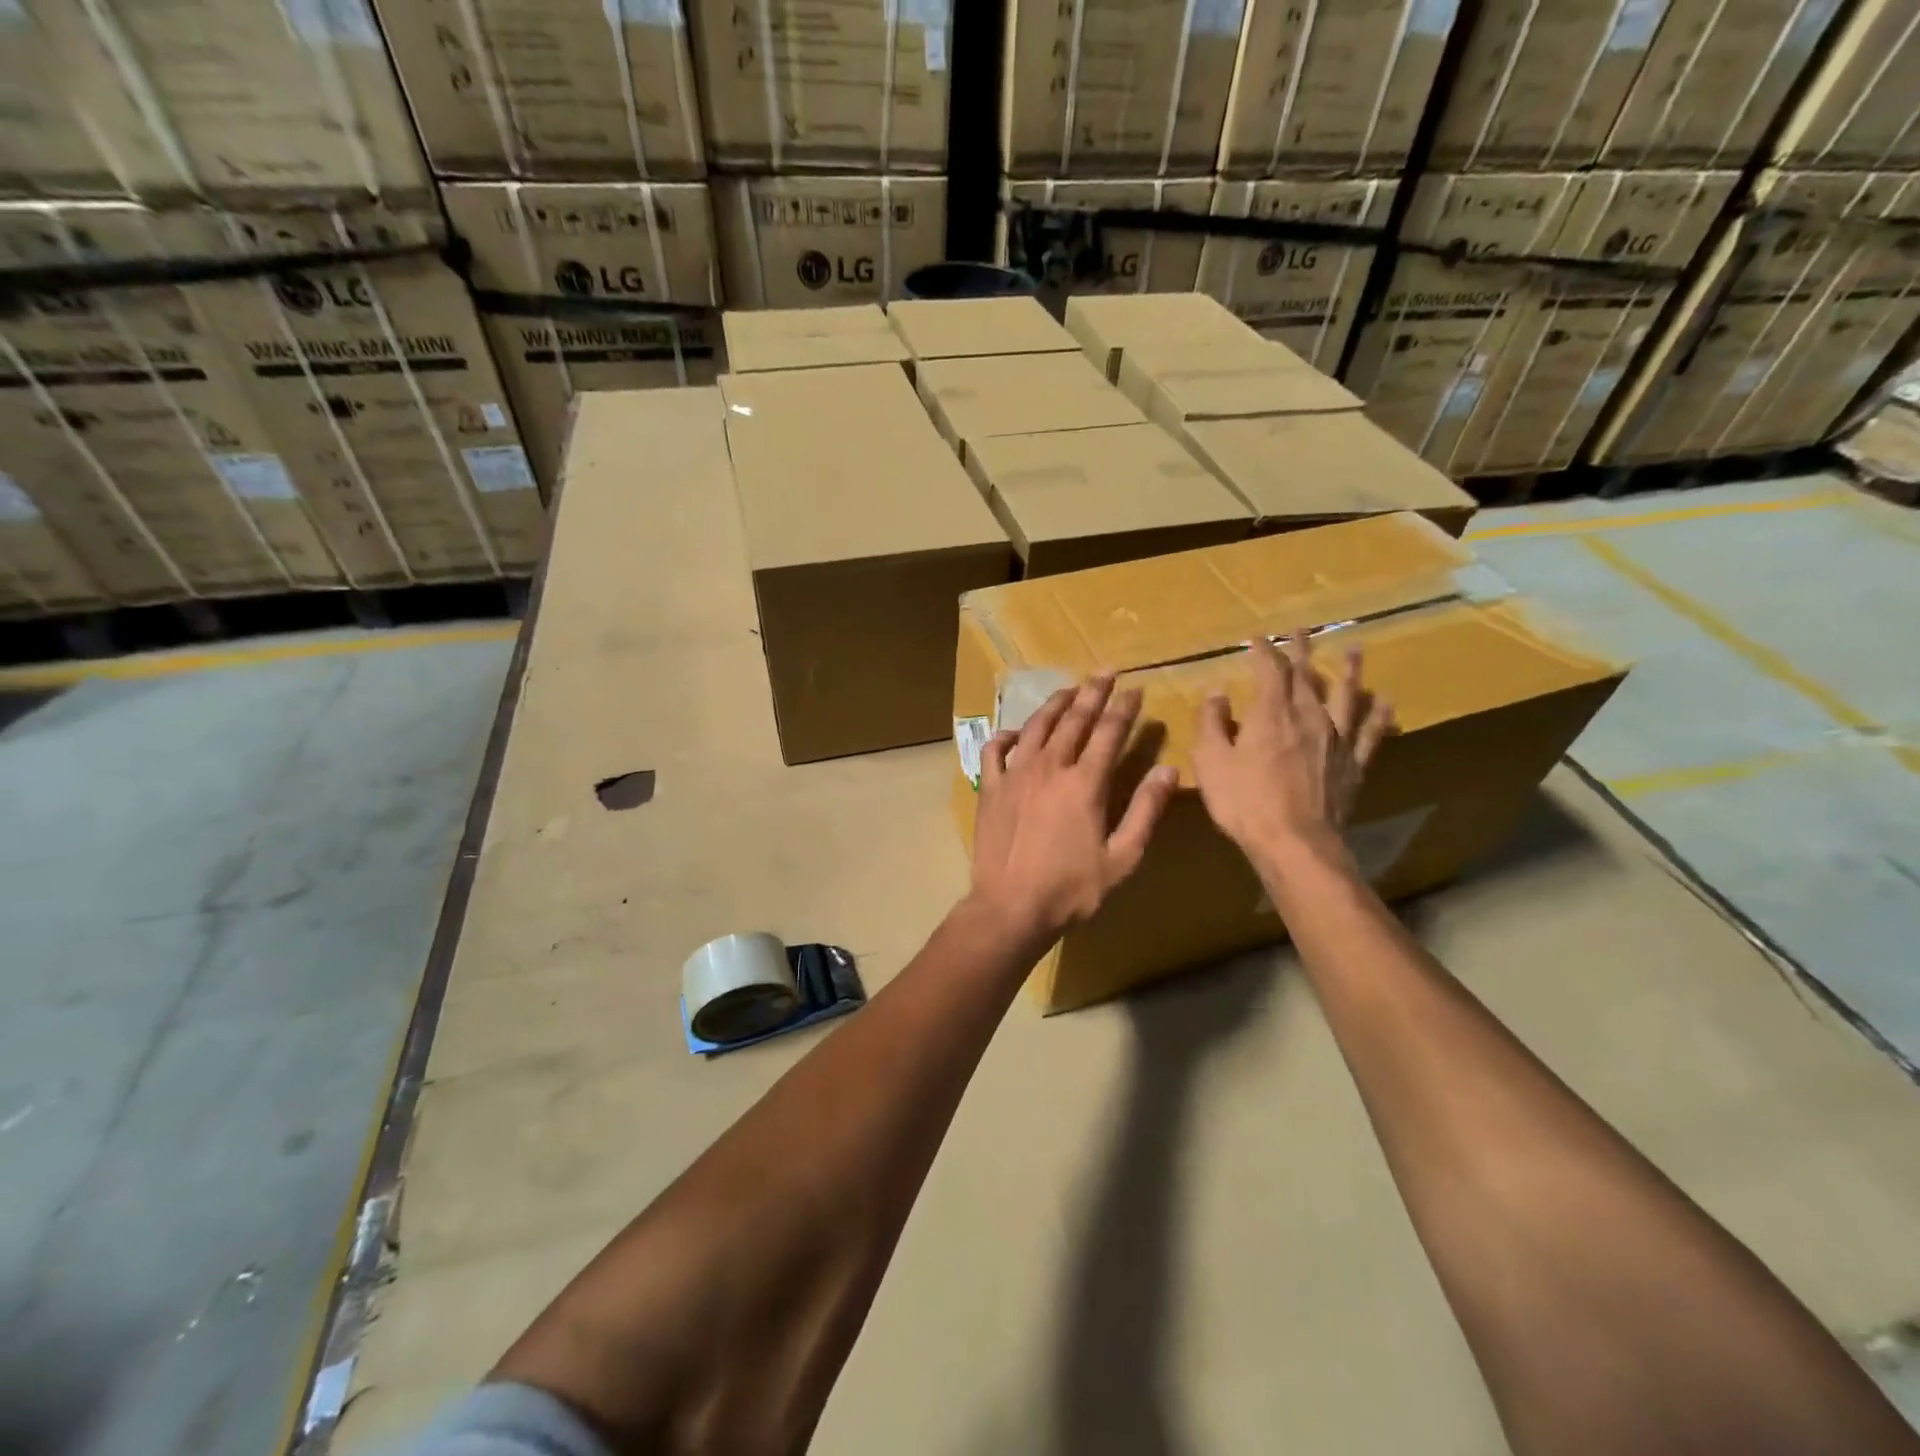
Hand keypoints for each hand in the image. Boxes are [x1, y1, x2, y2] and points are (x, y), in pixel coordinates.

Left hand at [969, 675, 1179, 943]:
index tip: (1135, 689)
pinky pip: (995, 750)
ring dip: (1055, 704)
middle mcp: (1050, 767)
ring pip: (1036, 726)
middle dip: (1092, 693)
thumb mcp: (1122, 857)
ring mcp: (1016, 775)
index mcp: (1085, 782)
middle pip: (1074, 720)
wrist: (1011, 907)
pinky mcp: (991, 789)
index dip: (1124, 708)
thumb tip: (1169, 770)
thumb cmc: (1071, 889)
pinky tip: (1016, 732)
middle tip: (1104, 673)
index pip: (1109, 732)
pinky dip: (1006, 735)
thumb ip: (1146, 811)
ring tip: (1069, 688)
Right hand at [1190, 633, 1393, 868]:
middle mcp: (1308, 716)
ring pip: (1347, 695)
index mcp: (1271, 712)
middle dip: (1301, 650)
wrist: (1295, 842)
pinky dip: (1379, 715)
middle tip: (1301, 630)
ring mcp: (1337, 739)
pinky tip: (1385, 702)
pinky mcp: (1354, 764)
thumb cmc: (1244, 801)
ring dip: (1349, 671)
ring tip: (1352, 651)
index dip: (1263, 651)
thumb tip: (1217, 693)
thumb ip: (1211, 722)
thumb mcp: (1210, 761)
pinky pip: (1371, 733)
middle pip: (1307, 675)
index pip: (1269, 670)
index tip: (1256, 640)